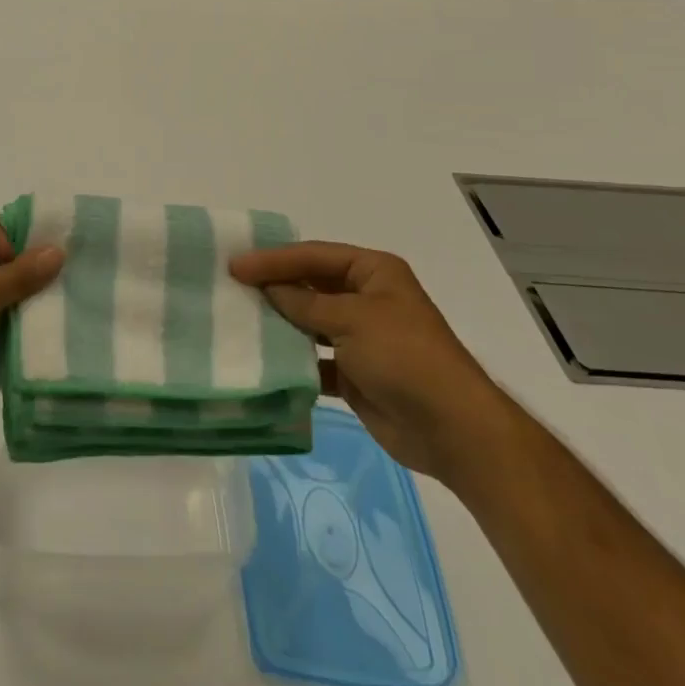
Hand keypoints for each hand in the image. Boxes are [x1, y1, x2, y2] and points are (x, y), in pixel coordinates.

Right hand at [230, 243, 515, 485]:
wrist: (452, 430)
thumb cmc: (405, 356)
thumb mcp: (352, 319)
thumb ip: (304, 303)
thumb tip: (267, 288)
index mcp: (373, 271)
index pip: (314, 256)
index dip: (274, 259)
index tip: (236, 266)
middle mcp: (367, 298)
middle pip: (311, 285)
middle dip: (275, 287)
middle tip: (232, 288)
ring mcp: (361, 338)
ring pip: (310, 322)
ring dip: (281, 323)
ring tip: (240, 320)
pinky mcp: (356, 375)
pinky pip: (316, 360)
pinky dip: (294, 361)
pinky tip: (265, 360)